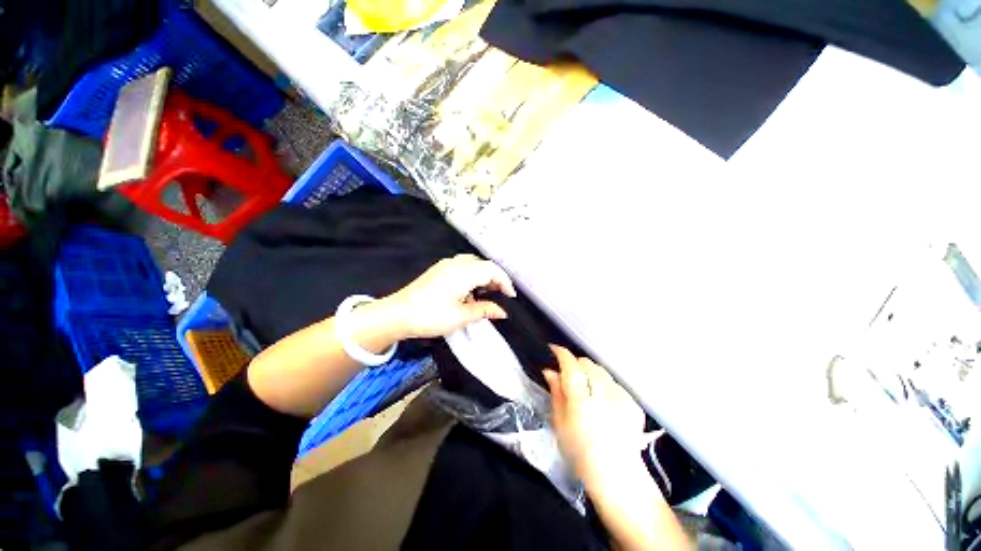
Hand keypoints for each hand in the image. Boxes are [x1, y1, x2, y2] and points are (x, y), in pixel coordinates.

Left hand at [384, 254, 516, 338]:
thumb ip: (484, 310)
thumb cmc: (430, 315)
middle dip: (495, 278)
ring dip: (483, 277)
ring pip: (473, 265)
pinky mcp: (439, 270)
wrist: (397, 314)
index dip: (505, 281)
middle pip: (483, 265)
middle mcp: (456, 263)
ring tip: (486, 294)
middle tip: (500, 295)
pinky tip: (468, 292)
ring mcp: (446, 265)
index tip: (511, 296)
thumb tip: (502, 312)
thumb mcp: (461, 316)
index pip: (492, 270)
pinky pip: (462, 267)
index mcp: (464, 272)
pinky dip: (471, 277)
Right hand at [544, 346, 645, 485]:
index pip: (571, 366)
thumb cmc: (580, 452)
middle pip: (587, 364)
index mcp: (581, 401)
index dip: (562, 353)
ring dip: (591, 373)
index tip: (554, 349)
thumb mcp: (559, 424)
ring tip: (587, 388)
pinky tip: (603, 401)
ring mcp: (621, 398)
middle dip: (576, 364)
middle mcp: (603, 395)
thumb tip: (550, 371)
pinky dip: (605, 385)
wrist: (617, 476)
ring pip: (602, 371)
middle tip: (569, 375)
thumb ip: (556, 393)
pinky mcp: (633, 404)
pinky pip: (615, 383)